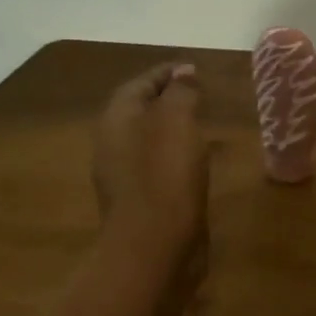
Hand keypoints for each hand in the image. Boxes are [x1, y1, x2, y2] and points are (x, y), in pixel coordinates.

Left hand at [93, 63, 209, 270]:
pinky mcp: (140, 200)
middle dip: (166, 99)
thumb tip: (183, 74)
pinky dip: (174, 154)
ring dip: (171, 127)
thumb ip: (180, 93)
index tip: (193, 68)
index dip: (165, 73)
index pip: (139, 84)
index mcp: (117, 120)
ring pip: (147, 139)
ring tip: (202, 123)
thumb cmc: (165, 176)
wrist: (154, 246)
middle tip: (198, 93)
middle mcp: (113, 144)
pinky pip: (156, 165)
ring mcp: (124, 176)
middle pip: (139, 111)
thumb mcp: (177, 122)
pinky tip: (195, 161)